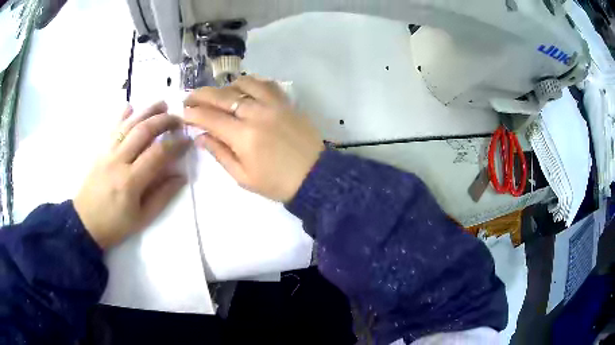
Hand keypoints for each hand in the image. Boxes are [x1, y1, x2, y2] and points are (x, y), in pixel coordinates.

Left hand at [74, 102, 189, 248]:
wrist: (85, 223)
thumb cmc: (115, 225)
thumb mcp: (142, 218)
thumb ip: (162, 196)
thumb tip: (181, 176)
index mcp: (130, 181)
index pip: (157, 154)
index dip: (175, 144)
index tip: (187, 140)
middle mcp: (118, 161)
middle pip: (143, 131)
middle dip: (163, 121)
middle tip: (178, 119)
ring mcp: (107, 153)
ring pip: (128, 125)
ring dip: (146, 111)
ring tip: (162, 104)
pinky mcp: (99, 151)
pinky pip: (111, 129)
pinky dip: (121, 115)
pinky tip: (130, 106)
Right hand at [184, 76, 324, 202]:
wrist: (315, 176)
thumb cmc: (277, 183)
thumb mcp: (243, 177)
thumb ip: (220, 154)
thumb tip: (201, 136)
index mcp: (243, 136)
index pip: (210, 118)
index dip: (193, 114)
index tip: (182, 113)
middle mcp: (256, 114)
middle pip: (221, 96)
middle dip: (200, 95)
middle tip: (189, 98)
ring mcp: (273, 104)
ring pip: (243, 84)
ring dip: (225, 87)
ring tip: (217, 95)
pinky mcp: (286, 102)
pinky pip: (265, 84)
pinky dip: (250, 82)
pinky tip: (243, 88)